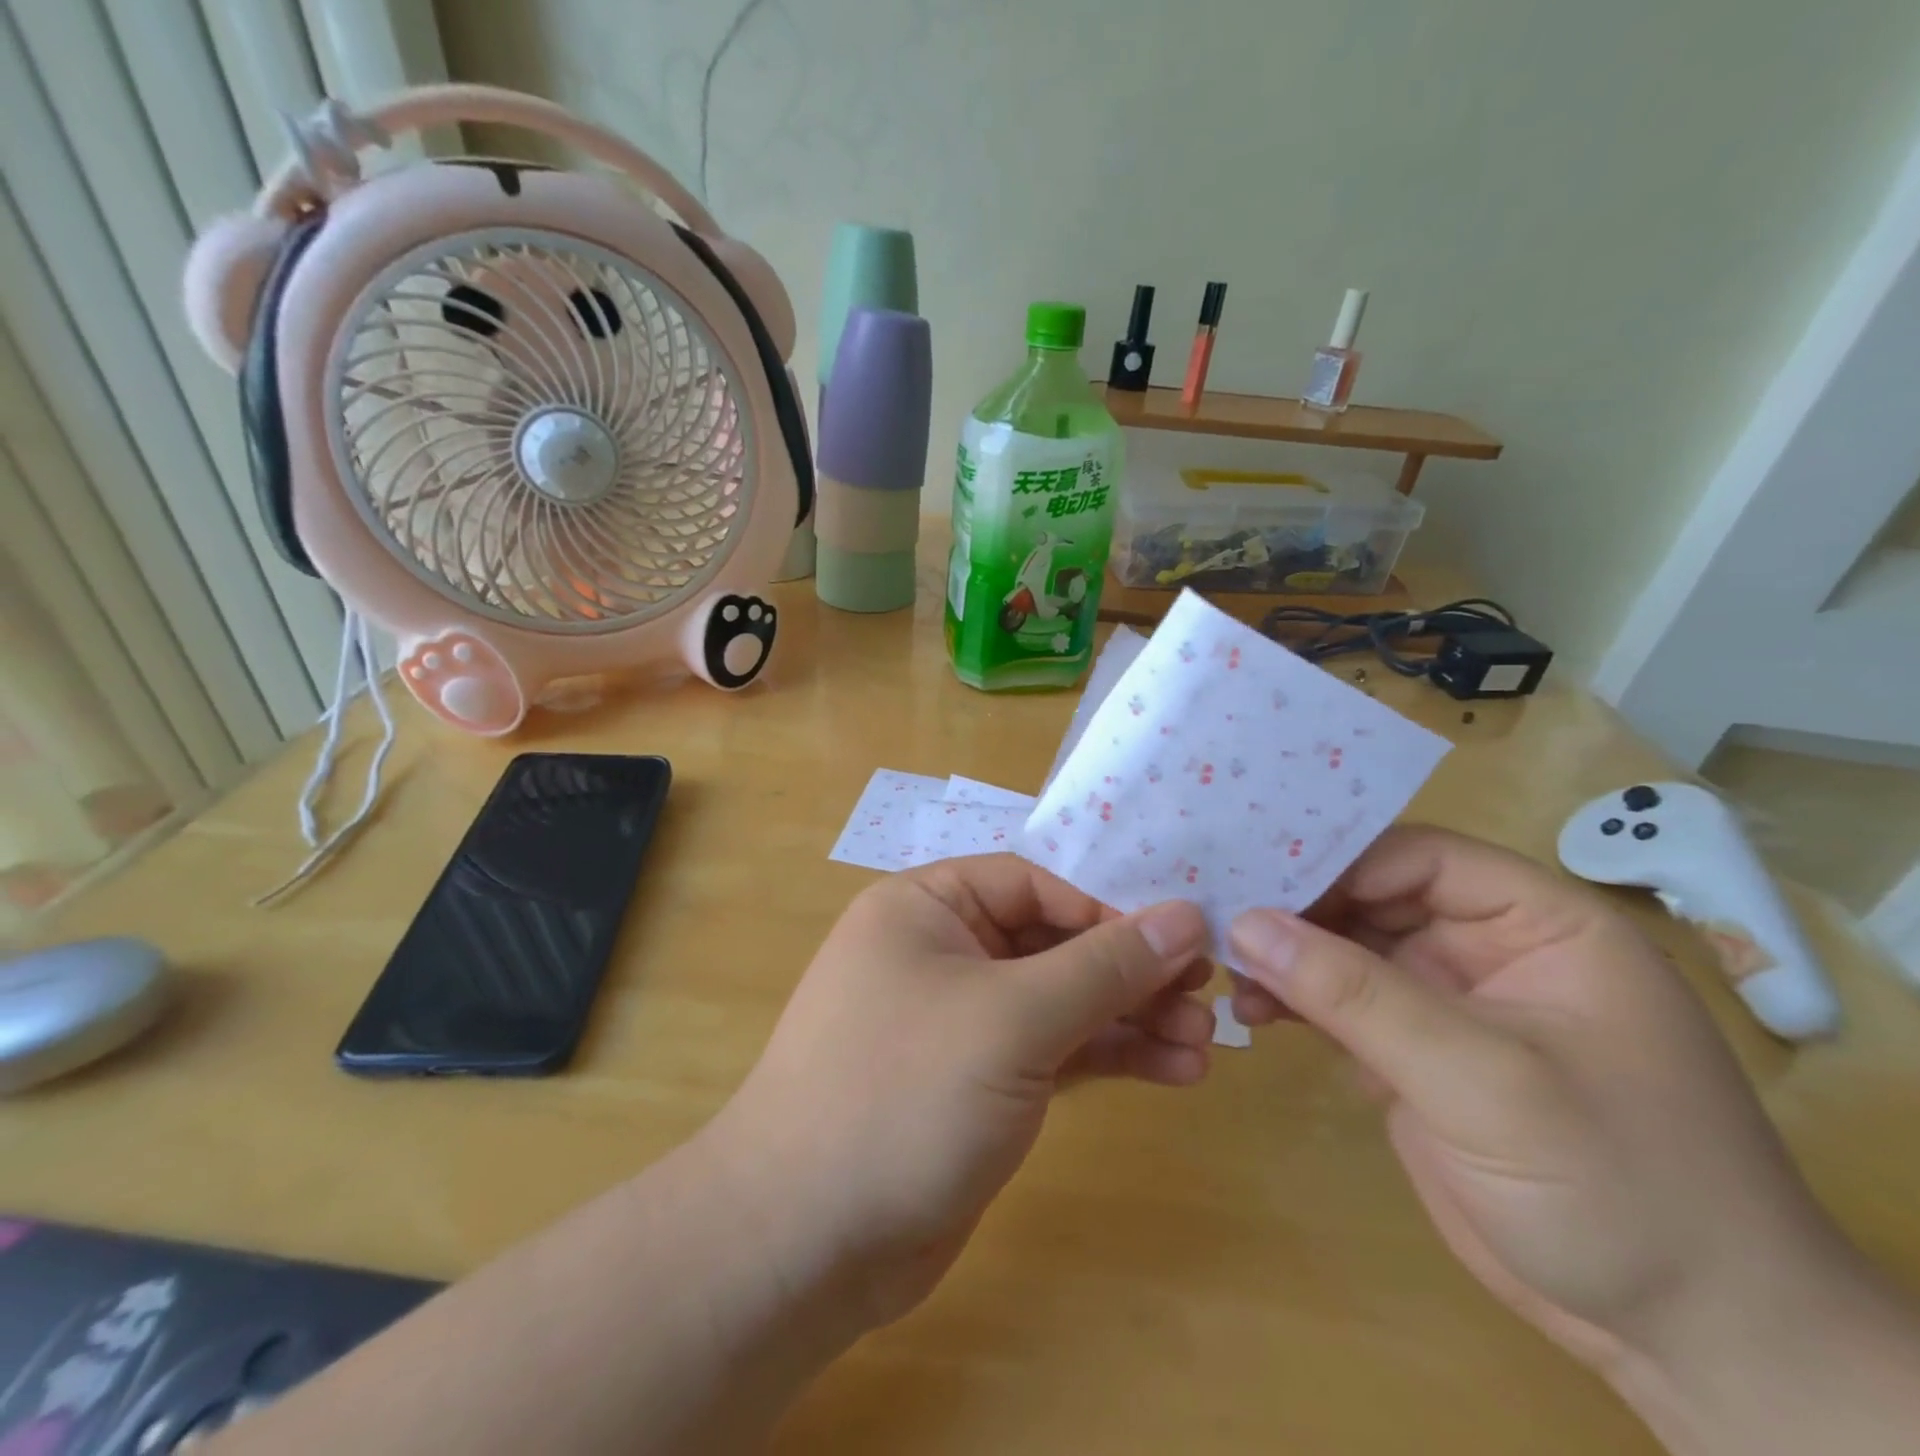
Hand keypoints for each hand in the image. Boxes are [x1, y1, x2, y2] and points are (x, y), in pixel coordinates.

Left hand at [711, 854, 1211, 1327]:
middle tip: (1206, 997)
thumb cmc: (904, 1091)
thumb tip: (1185, 915)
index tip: (1176, 941)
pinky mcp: (978, 1082)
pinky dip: (1106, 1058)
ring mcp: (961, 1021)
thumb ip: (1102, 966)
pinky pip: (1052, 1051)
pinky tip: (1172, 1072)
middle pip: (1052, 943)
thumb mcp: (1012, 1017)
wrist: (805, 1240)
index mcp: (927, 907)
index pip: (1033, 884)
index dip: (1105, 909)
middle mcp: (942, 952)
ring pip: (1059, 1002)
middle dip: (1128, 972)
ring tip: (1203, 1046)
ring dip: (1129, 1020)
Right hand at [1225, 826, 1859, 1381]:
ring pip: (1347, 951)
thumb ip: (1357, 996)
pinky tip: (1251, 1011)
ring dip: (1287, 957)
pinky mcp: (1414, 1055)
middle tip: (1216, 914)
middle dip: (1297, 908)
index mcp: (1537, 924)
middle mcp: (1488, 949)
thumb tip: (1245, 923)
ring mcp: (1447, 1004)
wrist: (1684, 1341)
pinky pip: (1341, 1006)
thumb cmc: (1615, 1185)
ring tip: (1224, 968)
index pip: (1419, 857)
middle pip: (1371, 898)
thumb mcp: (1482, 1079)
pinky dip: (1295, 1002)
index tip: (1253, 874)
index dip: (1336, 859)